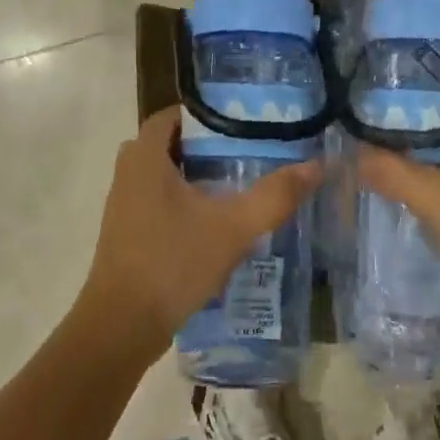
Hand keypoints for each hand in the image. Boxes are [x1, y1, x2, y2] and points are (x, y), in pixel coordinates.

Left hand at [80, 107, 321, 361]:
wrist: (122, 326)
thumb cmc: (173, 263)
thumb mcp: (233, 227)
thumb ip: (275, 195)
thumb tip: (317, 165)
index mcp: (144, 158)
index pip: (172, 115)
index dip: (206, 113)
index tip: (243, 121)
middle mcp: (128, 175)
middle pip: (169, 144)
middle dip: (206, 146)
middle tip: (246, 152)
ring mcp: (123, 207)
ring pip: (163, 176)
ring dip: (196, 177)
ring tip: (239, 183)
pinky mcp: (127, 234)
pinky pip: (158, 202)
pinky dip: (184, 202)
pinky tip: (217, 222)